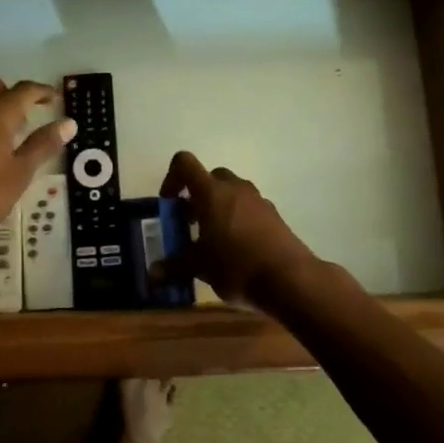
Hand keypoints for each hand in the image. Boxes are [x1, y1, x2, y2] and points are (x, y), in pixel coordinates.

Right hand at [160, 151, 316, 304]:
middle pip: (210, 177)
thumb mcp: (199, 267)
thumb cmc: (236, 266)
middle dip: (197, 195)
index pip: (184, 163)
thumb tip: (153, 273)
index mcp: (211, 192)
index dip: (172, 178)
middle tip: (191, 222)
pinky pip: (249, 208)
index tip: (169, 204)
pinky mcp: (274, 216)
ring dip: (219, 207)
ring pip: (232, 192)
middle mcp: (235, 188)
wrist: (290, 279)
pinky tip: (237, 249)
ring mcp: (258, 200)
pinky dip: (239, 220)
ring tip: (213, 239)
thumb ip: (174, 266)